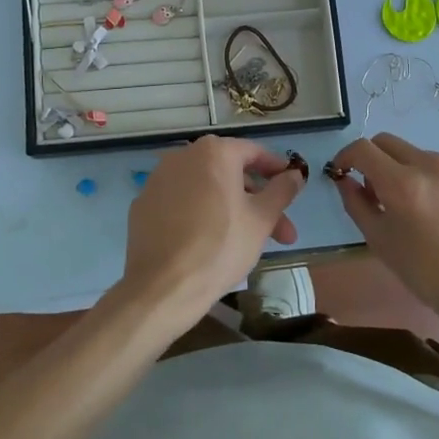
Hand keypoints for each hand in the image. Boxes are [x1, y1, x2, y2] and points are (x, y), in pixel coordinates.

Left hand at [121, 137, 305, 330]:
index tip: (292, 189)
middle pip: (230, 173)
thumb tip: (295, 174)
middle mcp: (182, 156)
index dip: (277, 171)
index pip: (254, 153)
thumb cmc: (221, 246)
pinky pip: (181, 203)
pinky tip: (209, 242)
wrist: (163, 286)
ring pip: (205, 189)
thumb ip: (282, 191)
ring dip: (231, 209)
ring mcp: (158, 180)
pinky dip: (200, 215)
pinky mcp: (143, 205)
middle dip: (258, 201)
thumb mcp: (262, 219)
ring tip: (248, 242)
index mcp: (213, 152)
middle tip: (280, 234)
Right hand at [327, 134, 438, 326]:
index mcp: (403, 184)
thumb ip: (357, 203)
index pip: (363, 148)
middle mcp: (434, 164)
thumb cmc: (429, 275)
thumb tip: (346, 178)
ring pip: (424, 156)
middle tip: (383, 191)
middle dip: (378, 162)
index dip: (347, 156)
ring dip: (416, 173)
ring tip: (429, 208)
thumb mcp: (381, 242)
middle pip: (390, 143)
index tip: (346, 170)